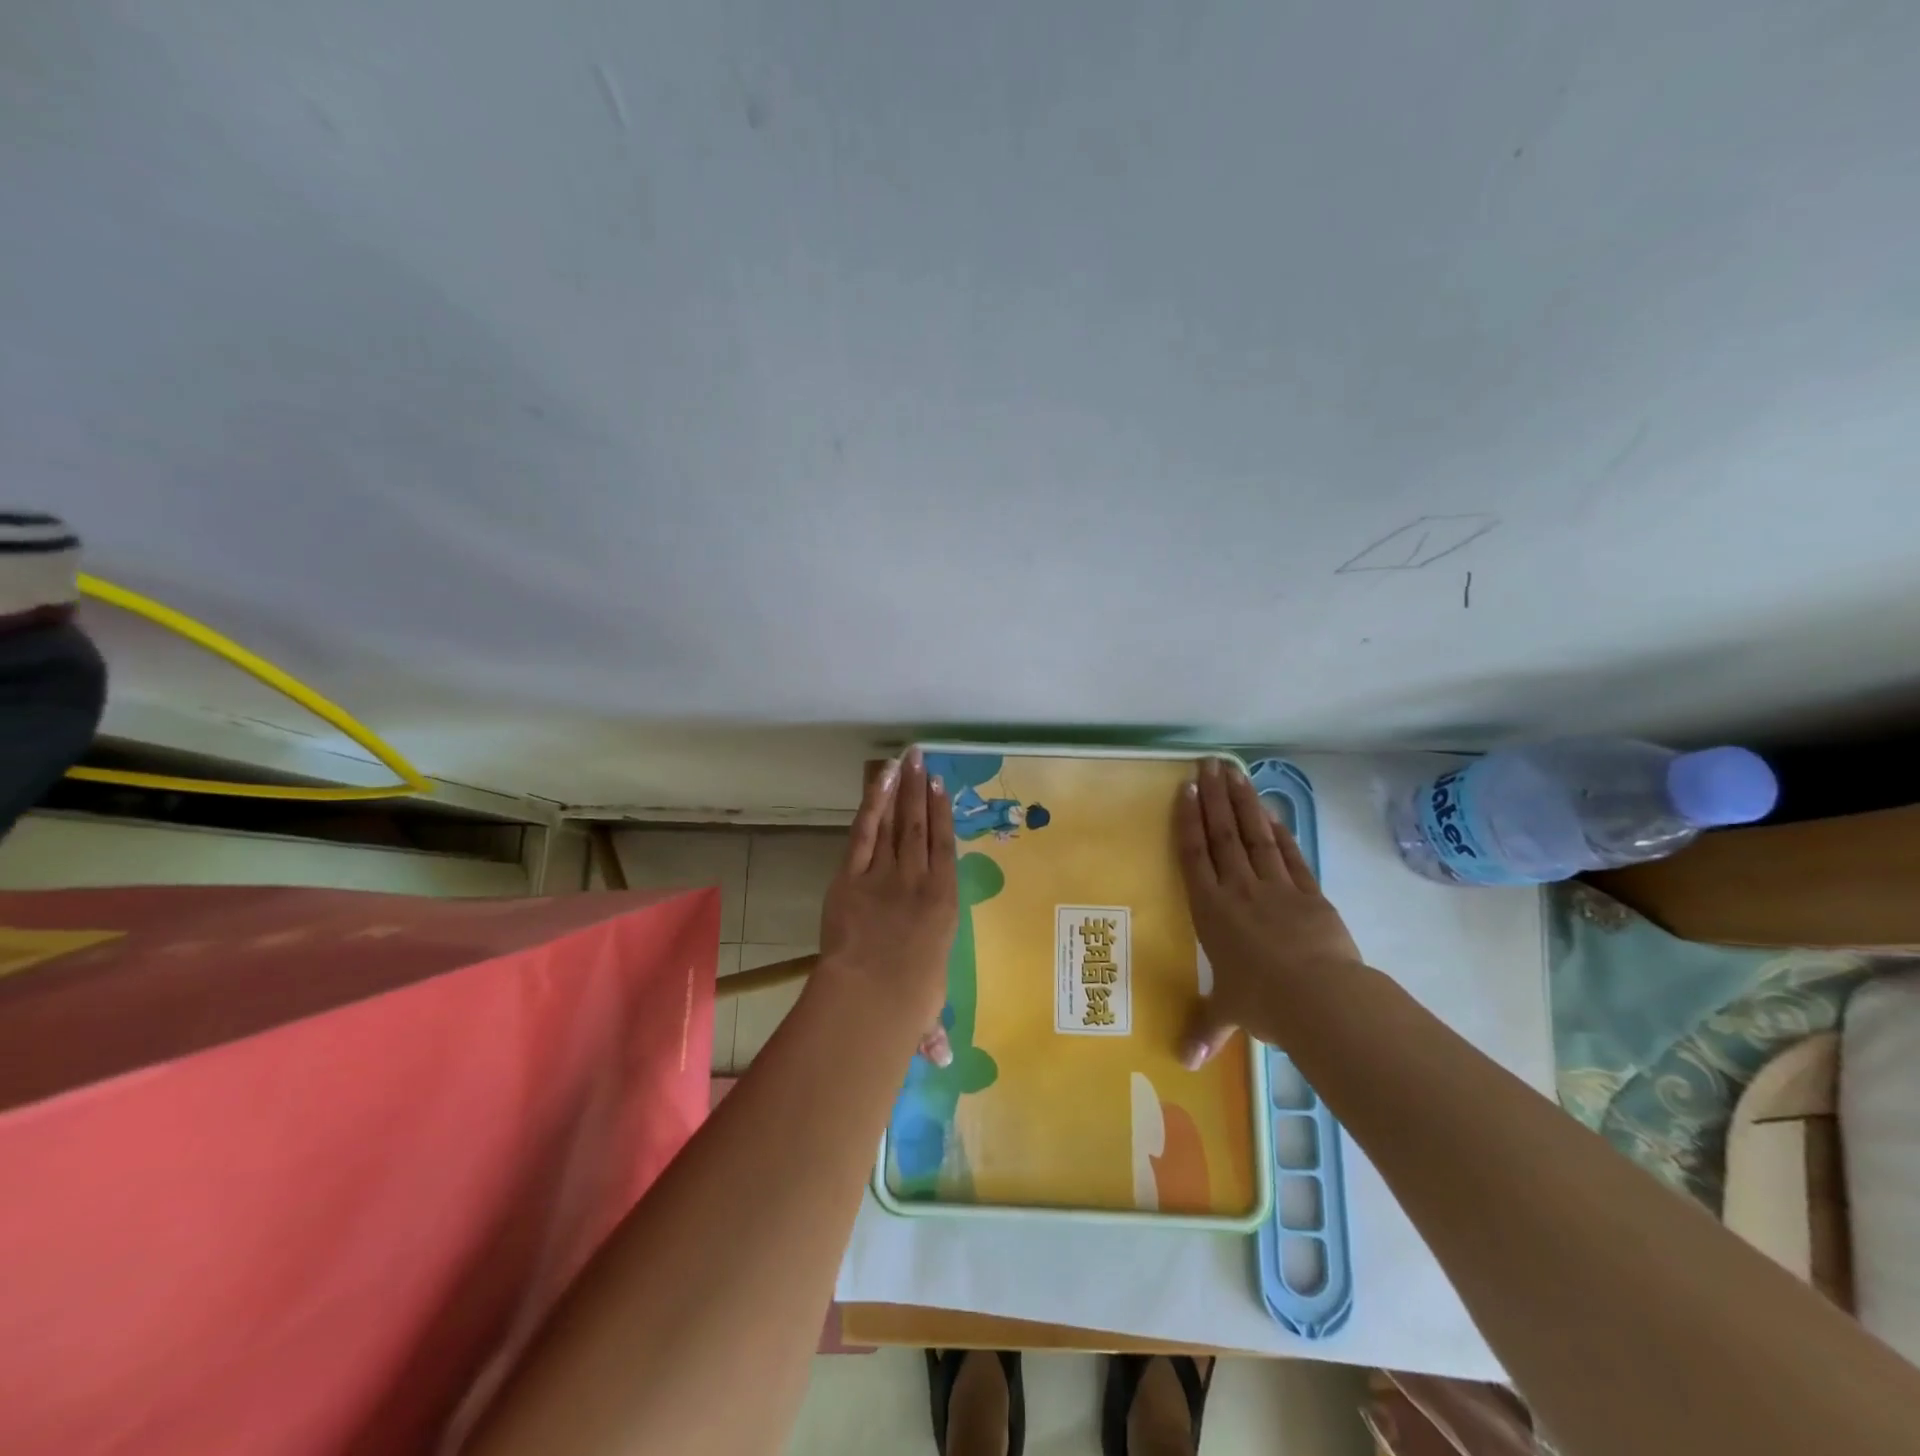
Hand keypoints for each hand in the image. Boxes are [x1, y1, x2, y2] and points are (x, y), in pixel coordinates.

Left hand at [817, 749, 958, 1041]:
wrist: (871, 995)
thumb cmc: (907, 1002)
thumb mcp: (924, 1011)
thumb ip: (929, 1026)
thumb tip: (941, 1059)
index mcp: (944, 904)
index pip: (946, 848)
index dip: (944, 815)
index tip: (941, 787)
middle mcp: (919, 880)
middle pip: (920, 827)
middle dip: (922, 791)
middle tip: (924, 759)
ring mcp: (885, 874)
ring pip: (895, 823)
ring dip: (900, 791)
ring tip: (906, 760)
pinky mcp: (852, 876)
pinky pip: (865, 832)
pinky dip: (873, 804)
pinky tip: (880, 780)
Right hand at [1176, 757, 1363, 1067]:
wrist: (1321, 998)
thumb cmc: (1263, 1002)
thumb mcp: (1229, 1015)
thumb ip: (1205, 1029)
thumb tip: (1181, 1063)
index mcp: (1211, 911)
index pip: (1194, 855)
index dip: (1187, 820)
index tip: (1185, 789)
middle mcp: (1238, 890)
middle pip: (1222, 835)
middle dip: (1213, 798)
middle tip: (1207, 764)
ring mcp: (1275, 887)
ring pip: (1254, 835)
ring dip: (1243, 802)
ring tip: (1233, 772)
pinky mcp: (1308, 893)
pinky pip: (1290, 854)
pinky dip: (1280, 830)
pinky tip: (1271, 810)